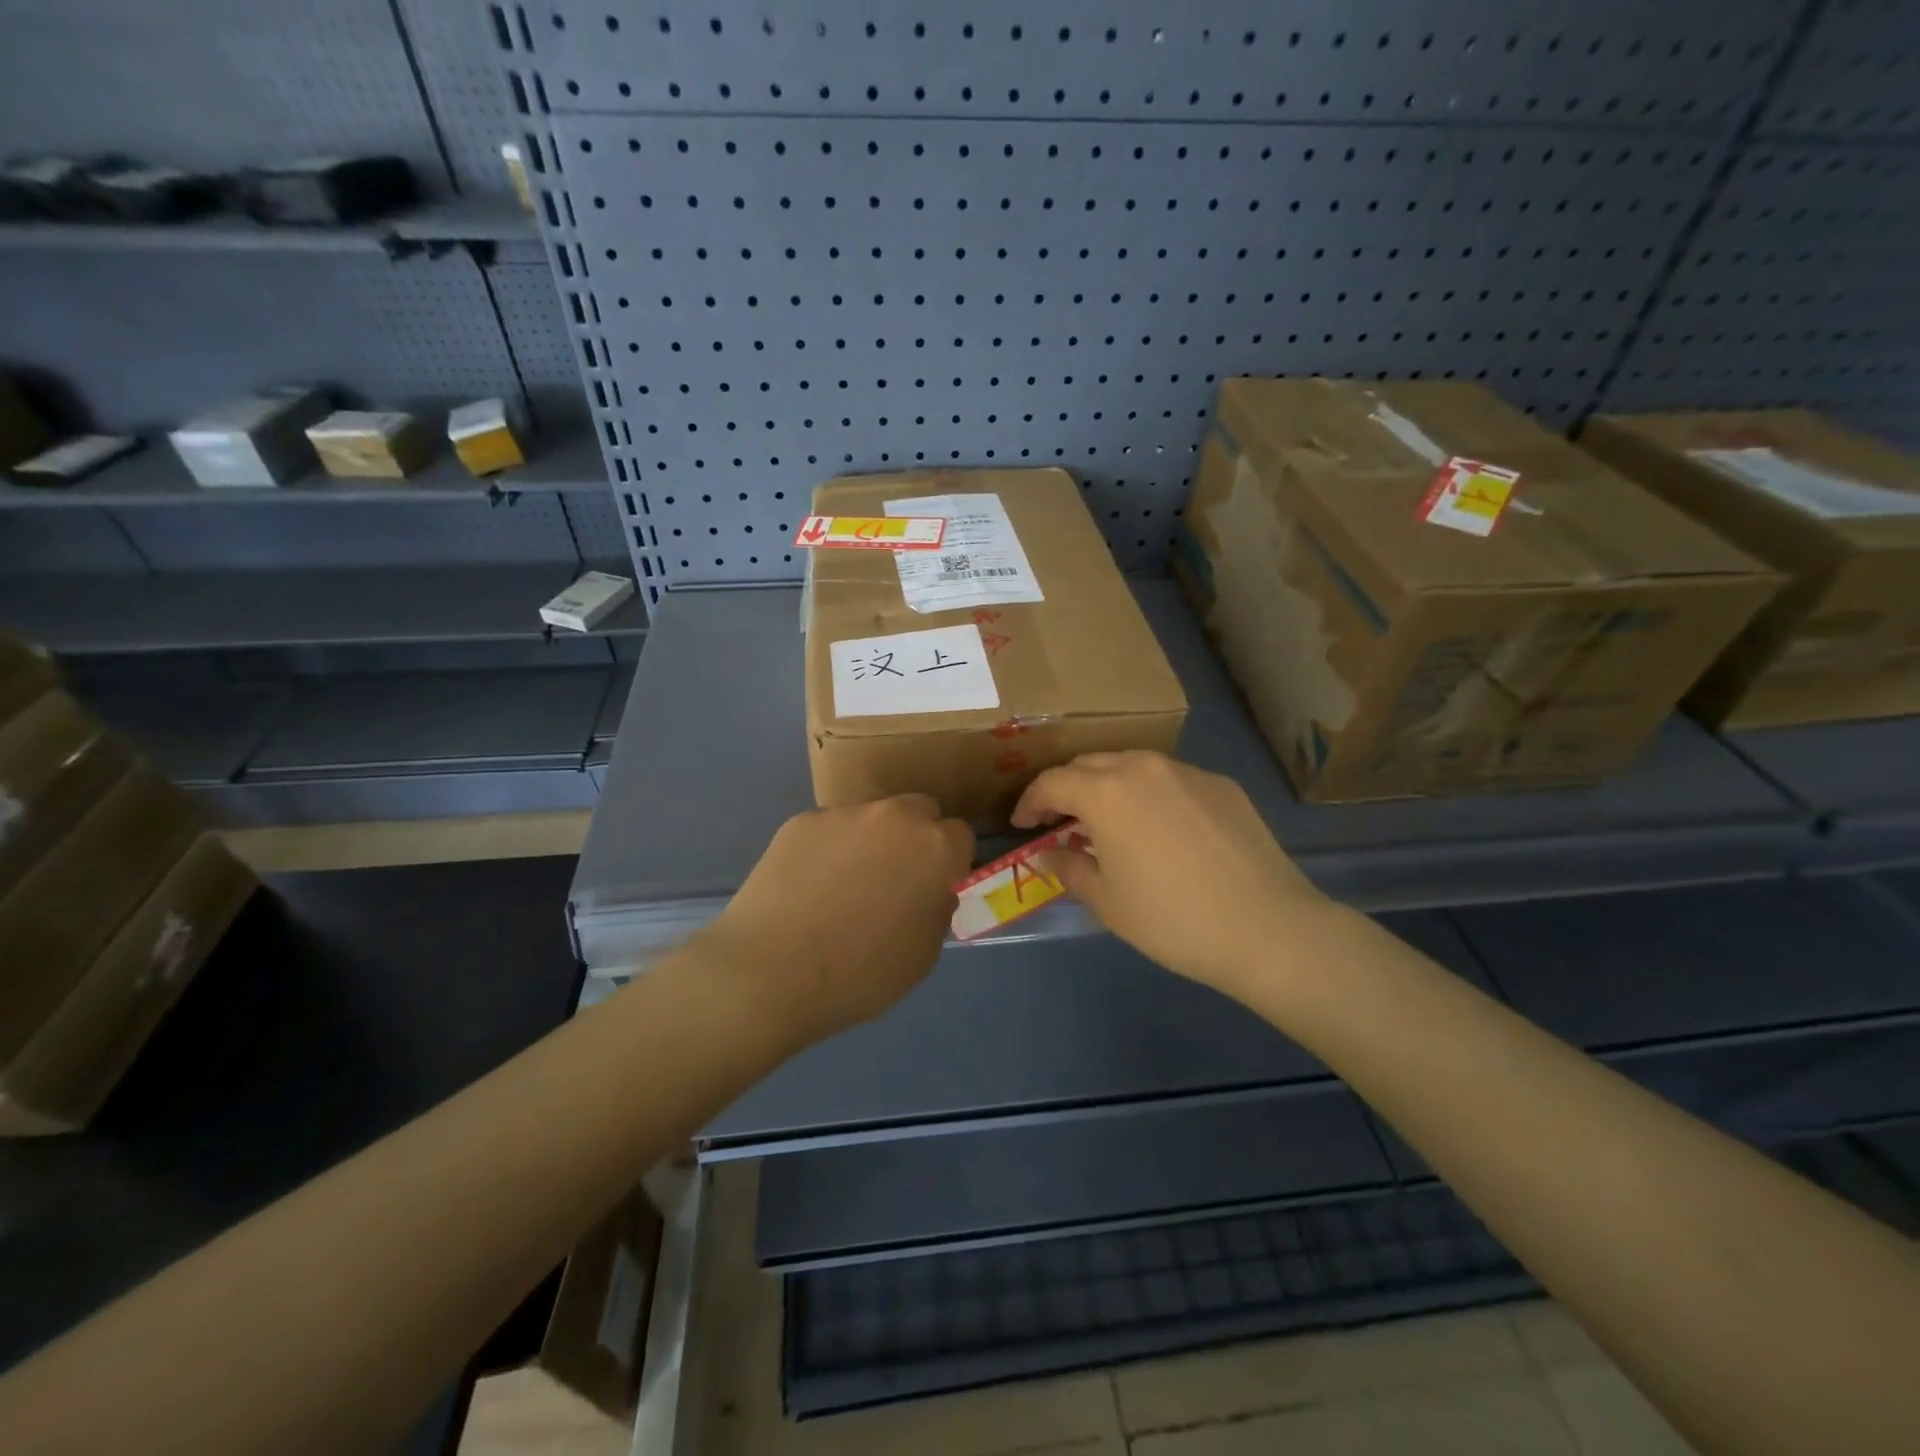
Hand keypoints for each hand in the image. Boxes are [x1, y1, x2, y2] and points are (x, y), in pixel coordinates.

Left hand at [699, 795, 973, 1048]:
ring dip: (870, 840)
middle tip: (893, 879)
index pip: (960, 835)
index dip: (949, 862)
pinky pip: (828, 829)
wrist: (771, 971)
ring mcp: (844, 814)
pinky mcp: (801, 821)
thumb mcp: (924, 954)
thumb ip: (936, 907)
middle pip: (919, 811)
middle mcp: (895, 817)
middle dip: (915, 837)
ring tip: (841, 886)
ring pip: (871, 817)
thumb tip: (930, 890)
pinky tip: (807, 886)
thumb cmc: (861, 974)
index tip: (933, 887)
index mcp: (936, 847)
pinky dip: (827, 849)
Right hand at [1012, 751, 1332, 997]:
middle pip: (1089, 765)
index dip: (1030, 802)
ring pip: (1132, 765)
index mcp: (1106, 792)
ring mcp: (1187, 771)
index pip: (1052, 783)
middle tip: (1058, 820)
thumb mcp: (1107, 901)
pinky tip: (1160, 829)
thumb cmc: (1172, 920)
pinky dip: (1150, 795)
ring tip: (1107, 820)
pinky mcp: (1221, 785)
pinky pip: (1170, 780)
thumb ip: (1069, 867)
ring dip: (1108, 786)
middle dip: (1066, 789)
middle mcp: (1143, 767)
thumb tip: (1048, 853)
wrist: (1267, 928)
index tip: (1022, 825)